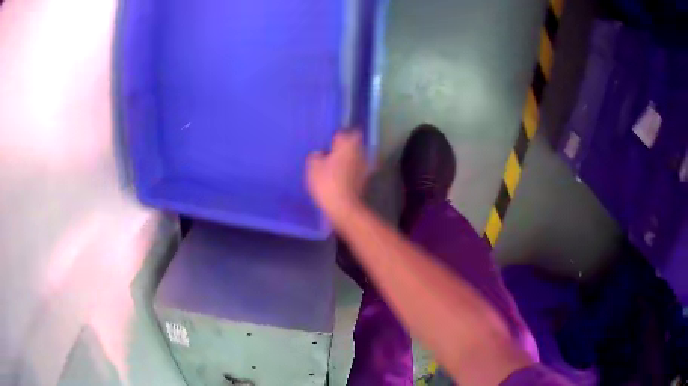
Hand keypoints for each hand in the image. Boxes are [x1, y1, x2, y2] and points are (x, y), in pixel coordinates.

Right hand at [307, 130, 368, 225]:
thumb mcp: (313, 166)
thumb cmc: (327, 183)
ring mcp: (364, 166)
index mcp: (348, 144)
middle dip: (343, 148)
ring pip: (355, 157)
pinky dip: (349, 172)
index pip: (345, 132)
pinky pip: (355, 170)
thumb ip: (316, 156)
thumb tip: (320, 154)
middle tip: (329, 153)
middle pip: (352, 144)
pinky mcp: (365, 180)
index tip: (328, 142)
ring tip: (333, 167)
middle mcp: (360, 152)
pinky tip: (338, 178)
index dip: (337, 136)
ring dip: (346, 160)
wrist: (343, 207)